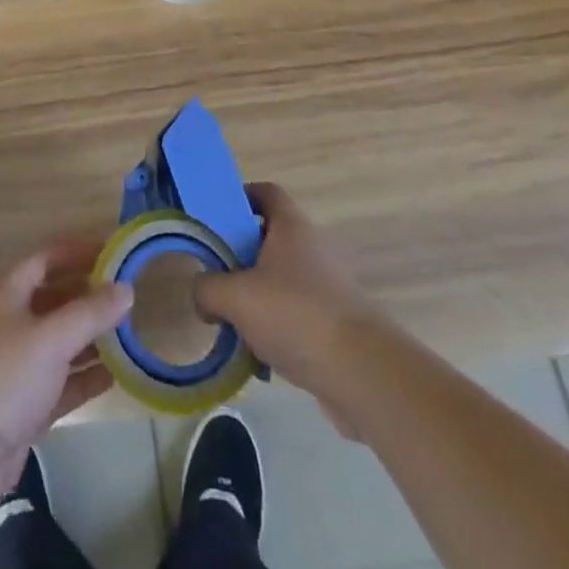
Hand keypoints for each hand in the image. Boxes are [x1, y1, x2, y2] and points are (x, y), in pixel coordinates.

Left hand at [0, 240, 132, 518]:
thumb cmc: (0, 377)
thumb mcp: (50, 338)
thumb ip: (90, 313)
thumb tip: (126, 288)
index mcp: (6, 294)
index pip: (45, 259)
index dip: (78, 252)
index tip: (114, 252)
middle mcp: (8, 323)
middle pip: (53, 300)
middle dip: (88, 298)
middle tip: (127, 298)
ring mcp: (13, 367)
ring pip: (57, 344)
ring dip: (89, 340)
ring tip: (128, 336)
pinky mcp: (19, 408)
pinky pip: (58, 384)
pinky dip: (83, 379)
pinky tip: (113, 377)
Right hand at [194, 182, 369, 432]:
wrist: (366, 375)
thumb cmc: (296, 316)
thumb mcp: (235, 297)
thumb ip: (207, 289)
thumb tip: (202, 296)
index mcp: (290, 227)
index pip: (265, 193)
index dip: (239, 197)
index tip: (214, 217)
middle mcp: (310, 250)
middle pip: (267, 239)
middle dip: (238, 257)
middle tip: (212, 274)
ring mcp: (324, 290)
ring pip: (277, 283)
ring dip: (253, 299)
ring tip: (228, 323)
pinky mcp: (332, 327)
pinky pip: (292, 319)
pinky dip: (273, 332)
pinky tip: (257, 359)